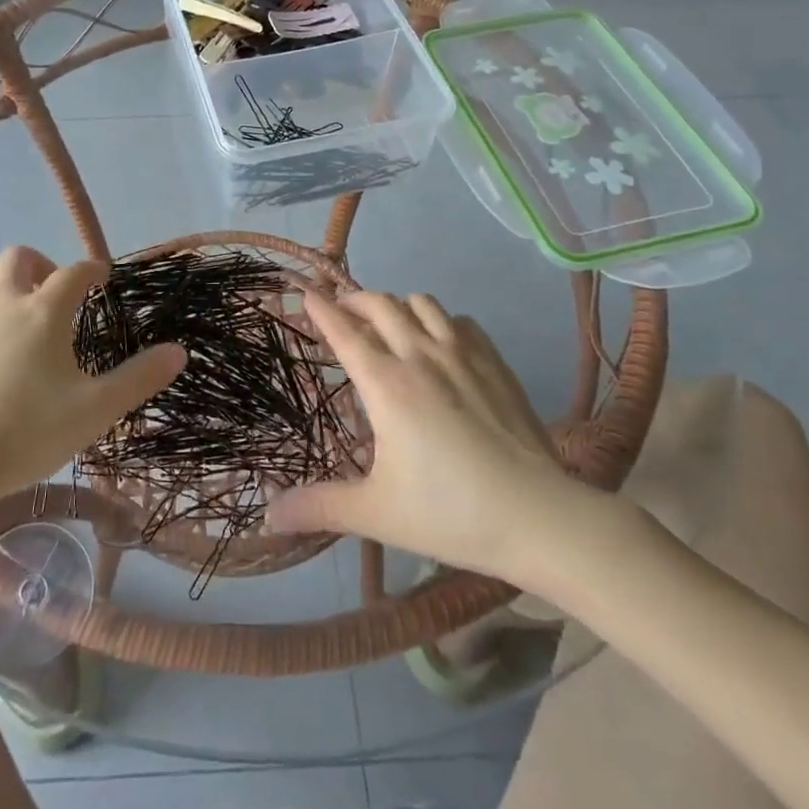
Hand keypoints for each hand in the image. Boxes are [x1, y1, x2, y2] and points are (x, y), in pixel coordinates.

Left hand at [0, 246, 185, 505]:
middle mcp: (3, 299)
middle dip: (44, 264)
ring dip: (4, 277)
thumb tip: (179, 351)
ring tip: (15, 304)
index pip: (75, 272)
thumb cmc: (25, 435)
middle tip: (55, 291)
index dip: (92, 269)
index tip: (101, 277)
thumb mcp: (94, 411)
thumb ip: (138, 379)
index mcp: (44, 311)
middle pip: (21, 257)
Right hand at [267, 291, 627, 594]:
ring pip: (421, 303)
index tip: (306, 292)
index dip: (322, 309)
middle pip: (380, 305)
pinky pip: (460, 321)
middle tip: (342, 311)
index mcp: (386, 384)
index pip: (344, 331)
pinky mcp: (494, 362)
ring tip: (389, 323)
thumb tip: (270, 513)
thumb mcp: (376, 513)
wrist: (539, 517)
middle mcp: (419, 355)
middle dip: (355, 300)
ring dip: (397, 305)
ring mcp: (462, 354)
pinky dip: (440, 321)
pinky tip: (440, 343)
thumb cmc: (450, 513)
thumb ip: (320, 507)